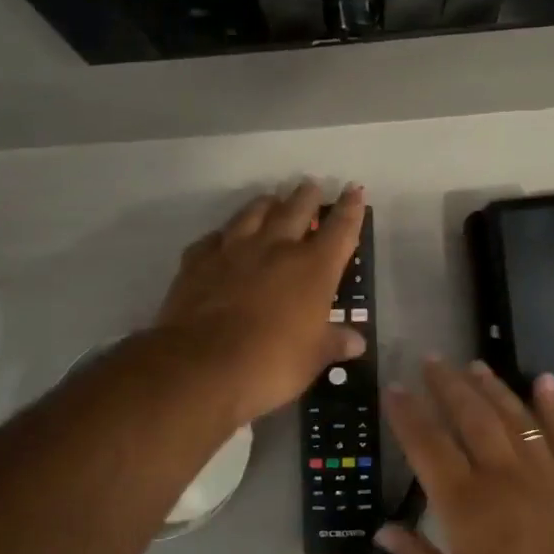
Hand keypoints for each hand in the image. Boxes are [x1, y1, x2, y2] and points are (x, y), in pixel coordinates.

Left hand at [156, 181, 366, 425]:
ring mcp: (233, 250)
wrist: (202, 366)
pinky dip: (223, 236)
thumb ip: (334, 343)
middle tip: (311, 187)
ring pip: (253, 213)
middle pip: (295, 210)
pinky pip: (213, 239)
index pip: (340, 230)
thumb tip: (356, 342)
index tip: (355, 190)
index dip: (351, 209)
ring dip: (267, 204)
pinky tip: (223, 240)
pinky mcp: (197, 262)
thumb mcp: (313, 359)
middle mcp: (275, 248)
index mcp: (313, 268)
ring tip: (272, 201)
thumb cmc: (272, 363)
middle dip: (307, 197)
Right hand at [378, 359, 553, 553]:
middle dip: (447, 386)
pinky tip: (544, 380)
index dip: (408, 414)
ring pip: (514, 417)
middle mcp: (503, 477)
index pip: (428, 446)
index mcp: (465, 505)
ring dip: (492, 387)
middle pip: (471, 417)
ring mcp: (545, 474)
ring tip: (473, 365)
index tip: (395, 389)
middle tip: (432, 360)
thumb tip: (383, 530)